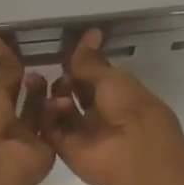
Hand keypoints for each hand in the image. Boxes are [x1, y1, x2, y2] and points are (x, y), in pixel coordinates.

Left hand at [0, 36, 54, 184]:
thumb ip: (0, 70)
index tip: (6, 45)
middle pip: (12, 97)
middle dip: (21, 79)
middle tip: (34, 58)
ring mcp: (20, 139)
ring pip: (33, 112)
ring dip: (38, 94)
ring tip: (44, 76)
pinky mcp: (42, 149)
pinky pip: (50, 127)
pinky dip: (55, 112)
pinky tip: (61, 96)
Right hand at [43, 28, 183, 184]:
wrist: (134, 152)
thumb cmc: (131, 108)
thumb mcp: (112, 77)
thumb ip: (92, 61)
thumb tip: (91, 31)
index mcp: (117, 95)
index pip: (92, 76)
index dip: (79, 63)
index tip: (65, 50)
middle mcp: (100, 113)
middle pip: (73, 94)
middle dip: (63, 81)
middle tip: (54, 72)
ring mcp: (83, 133)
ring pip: (60, 111)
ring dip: (54, 97)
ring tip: (53, 89)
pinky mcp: (67, 150)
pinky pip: (51, 130)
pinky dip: (49, 117)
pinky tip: (54, 105)